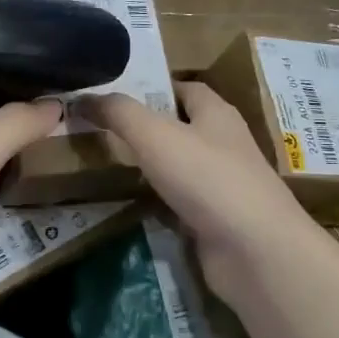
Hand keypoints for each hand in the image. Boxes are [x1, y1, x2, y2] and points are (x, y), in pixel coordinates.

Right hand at [80, 82, 318, 302]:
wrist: (254, 251)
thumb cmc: (207, 178)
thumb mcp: (155, 135)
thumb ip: (119, 113)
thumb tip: (84, 96)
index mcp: (217, 114)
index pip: (186, 89)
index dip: (154, 87)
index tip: (115, 94)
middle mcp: (224, 145)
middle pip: (181, 128)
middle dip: (145, 128)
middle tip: (100, 129)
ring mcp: (222, 186)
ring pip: (179, 168)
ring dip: (150, 167)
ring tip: (105, 164)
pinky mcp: (215, 222)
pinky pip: (179, 205)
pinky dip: (157, 204)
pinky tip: (128, 204)